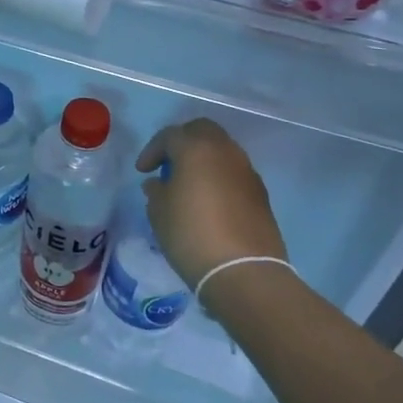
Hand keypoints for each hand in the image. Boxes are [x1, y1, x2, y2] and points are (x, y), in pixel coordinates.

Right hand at [136, 119, 290, 289]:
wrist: (244, 271)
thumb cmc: (191, 235)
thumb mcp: (159, 213)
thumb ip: (156, 191)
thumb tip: (158, 183)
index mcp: (196, 149)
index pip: (170, 135)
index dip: (152, 151)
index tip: (142, 171)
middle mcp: (225, 151)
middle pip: (202, 131)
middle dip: (182, 142)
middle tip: (167, 164)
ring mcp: (246, 171)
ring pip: (221, 150)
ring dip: (203, 159)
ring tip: (188, 183)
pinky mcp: (260, 192)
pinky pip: (234, 172)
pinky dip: (219, 176)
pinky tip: (209, 200)